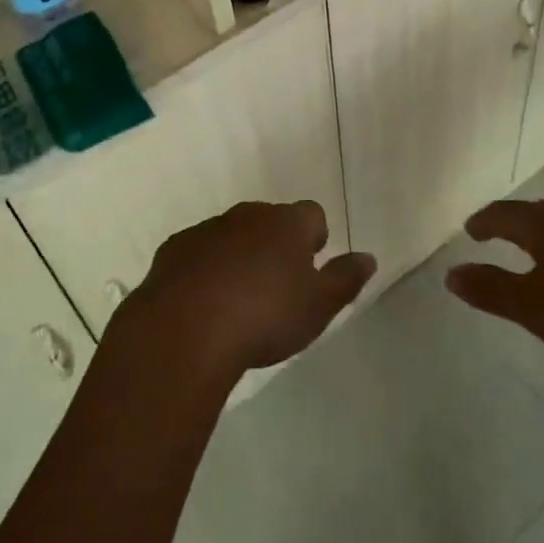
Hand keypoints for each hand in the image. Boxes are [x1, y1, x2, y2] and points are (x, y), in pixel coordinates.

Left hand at [117, 201, 375, 384]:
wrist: (186, 327)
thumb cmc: (264, 316)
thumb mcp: (318, 306)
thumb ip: (345, 279)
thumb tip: (367, 257)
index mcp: (287, 224)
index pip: (312, 214)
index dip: (315, 237)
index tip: (311, 266)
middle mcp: (248, 215)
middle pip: (270, 220)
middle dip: (276, 244)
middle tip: (277, 286)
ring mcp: (208, 228)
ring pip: (233, 234)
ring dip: (239, 255)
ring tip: (239, 299)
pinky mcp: (176, 247)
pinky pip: (199, 251)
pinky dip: (205, 268)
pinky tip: (204, 302)